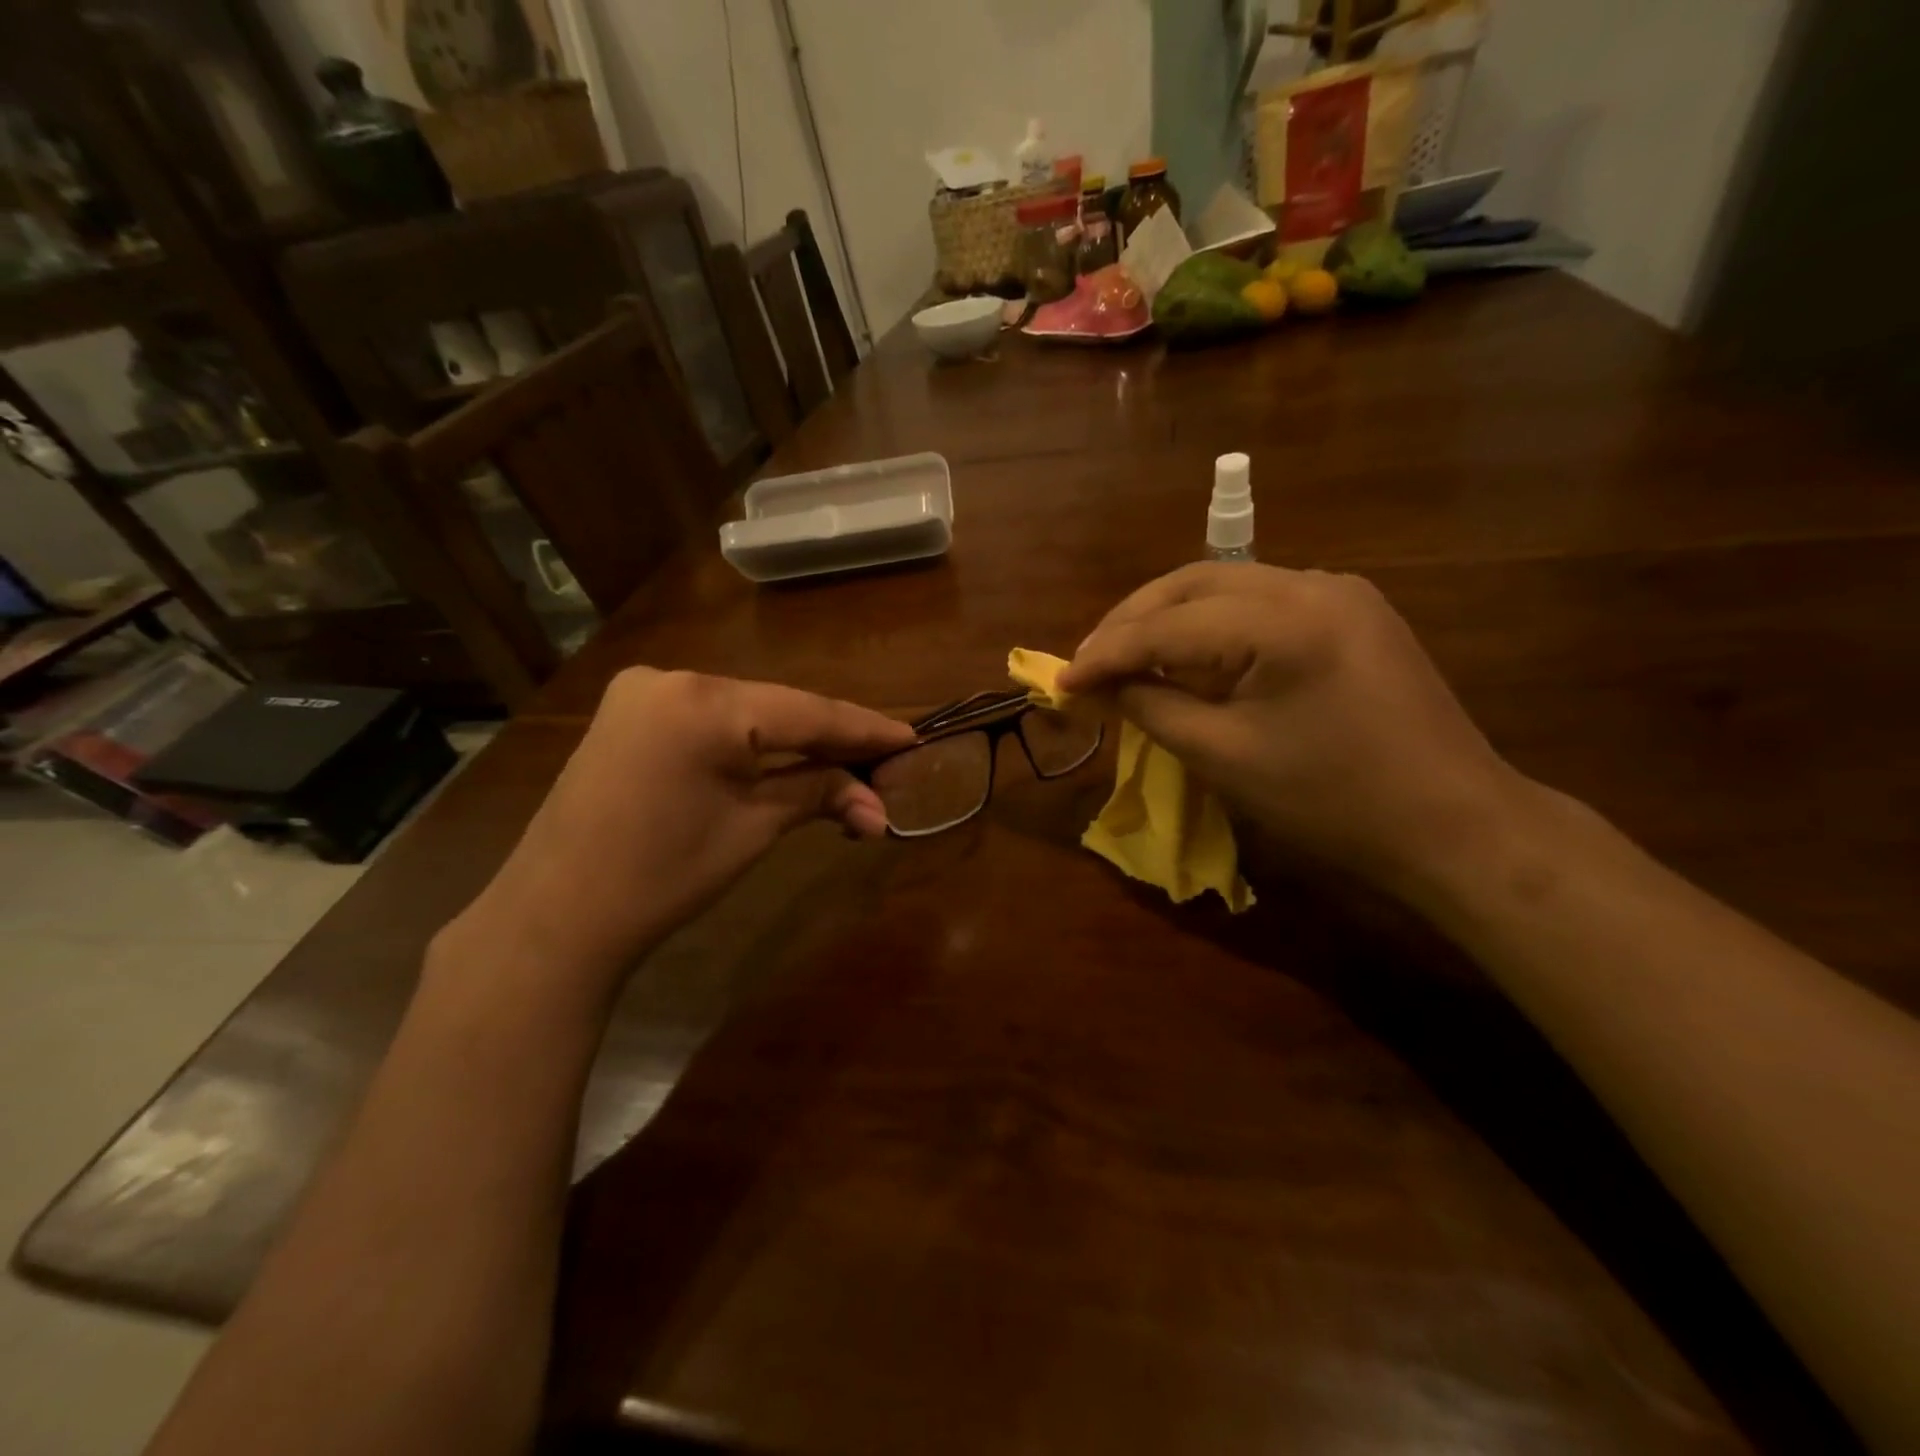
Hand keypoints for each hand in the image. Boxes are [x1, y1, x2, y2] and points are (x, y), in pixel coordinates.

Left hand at [448, 670, 913, 1001]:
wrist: (556, 917)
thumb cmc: (662, 877)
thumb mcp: (753, 829)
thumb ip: (819, 795)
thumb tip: (880, 808)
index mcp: (704, 703)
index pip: (808, 712)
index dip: (865, 730)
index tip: (913, 739)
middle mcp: (674, 678)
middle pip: (778, 706)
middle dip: (832, 738)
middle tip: (885, 762)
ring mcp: (644, 691)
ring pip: (746, 710)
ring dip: (794, 738)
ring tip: (846, 765)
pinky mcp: (630, 712)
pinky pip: (712, 717)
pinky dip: (752, 738)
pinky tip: (786, 758)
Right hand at [1060, 563, 1525, 895]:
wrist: (1454, 823)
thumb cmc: (1333, 802)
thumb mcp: (1224, 757)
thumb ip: (1151, 708)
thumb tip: (1097, 685)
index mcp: (1285, 620)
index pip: (1169, 624)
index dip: (1107, 653)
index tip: (1061, 681)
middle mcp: (1313, 583)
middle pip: (1194, 582)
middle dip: (1132, 621)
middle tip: (1088, 662)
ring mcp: (1339, 591)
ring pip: (1226, 586)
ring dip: (1169, 618)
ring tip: (1127, 658)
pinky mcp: (1352, 611)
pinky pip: (1260, 604)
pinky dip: (1212, 626)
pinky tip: (1191, 657)